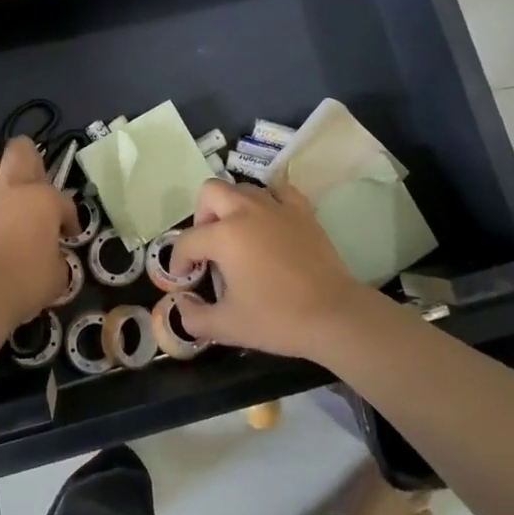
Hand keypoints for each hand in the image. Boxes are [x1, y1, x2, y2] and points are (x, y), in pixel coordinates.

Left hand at [0, 137, 79, 331]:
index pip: (64, 201)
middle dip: (30, 160)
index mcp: (43, 199)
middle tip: (34, 186)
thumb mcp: (58, 275)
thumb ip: (57, 257)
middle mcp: (11, 187)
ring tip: (3, 199)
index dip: (69, 218)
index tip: (68, 234)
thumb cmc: (26, 283)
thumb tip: (51, 257)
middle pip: (20, 149)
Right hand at [165, 178, 372, 359]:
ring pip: (242, 188)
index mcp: (224, 236)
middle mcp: (246, 211)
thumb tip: (182, 305)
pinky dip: (269, 200)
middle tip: (209, 246)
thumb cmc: (277, 319)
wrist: (334, 315)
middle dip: (201, 216)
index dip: (179, 262)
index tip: (184, 280)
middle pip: (210, 193)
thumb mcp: (228, 326)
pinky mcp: (302, 210)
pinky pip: (278, 191)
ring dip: (232, 207)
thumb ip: (194, 317)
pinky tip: (270, 221)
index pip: (187, 241)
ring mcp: (276, 206)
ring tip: (238, 235)